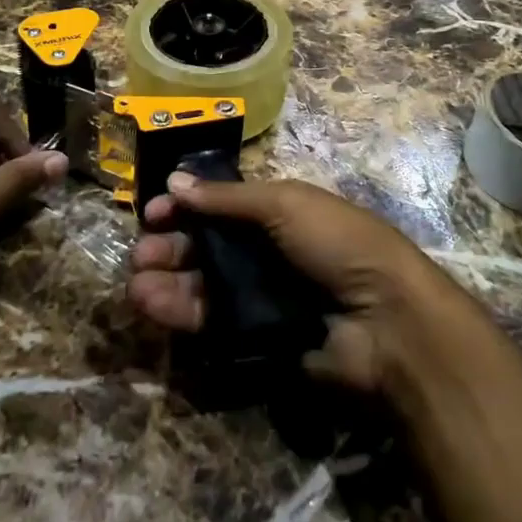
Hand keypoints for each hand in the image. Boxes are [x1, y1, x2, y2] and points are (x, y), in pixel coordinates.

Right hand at [128, 173, 474, 395]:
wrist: (385, 320)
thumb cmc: (337, 244)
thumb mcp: (285, 204)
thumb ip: (228, 198)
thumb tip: (175, 180)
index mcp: (279, 213)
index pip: (222, 207)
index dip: (188, 206)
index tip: (153, 211)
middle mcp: (267, 253)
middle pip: (207, 247)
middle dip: (170, 247)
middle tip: (140, 254)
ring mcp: (262, 298)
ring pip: (204, 286)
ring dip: (167, 282)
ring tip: (137, 285)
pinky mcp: (257, 341)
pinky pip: (212, 324)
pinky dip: (182, 314)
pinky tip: (154, 307)